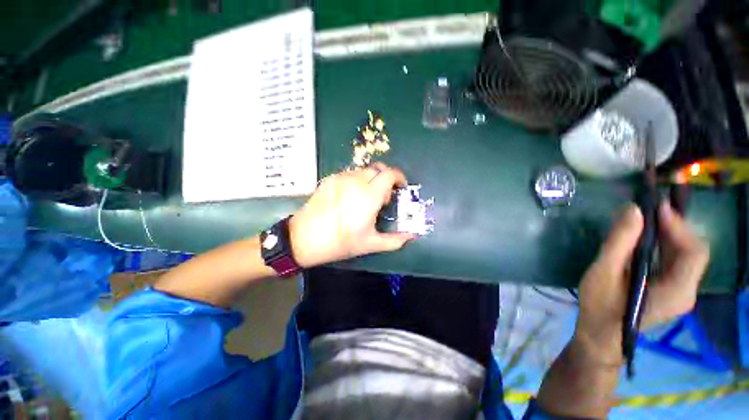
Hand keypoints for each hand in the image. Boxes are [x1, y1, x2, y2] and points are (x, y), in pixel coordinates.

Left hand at [289, 163, 415, 267]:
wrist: (303, 238)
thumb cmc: (340, 242)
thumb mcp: (370, 244)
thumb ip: (394, 240)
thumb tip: (412, 236)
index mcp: (369, 195)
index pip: (390, 174)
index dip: (399, 177)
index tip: (400, 188)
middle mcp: (356, 181)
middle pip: (378, 169)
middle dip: (386, 178)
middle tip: (384, 196)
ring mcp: (341, 178)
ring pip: (363, 170)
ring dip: (371, 179)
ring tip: (366, 197)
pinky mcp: (329, 179)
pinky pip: (349, 174)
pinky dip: (357, 180)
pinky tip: (350, 196)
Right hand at [573, 201, 709, 365]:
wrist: (600, 336)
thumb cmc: (600, 306)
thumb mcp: (603, 273)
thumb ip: (619, 242)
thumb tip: (632, 209)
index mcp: (676, 291)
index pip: (693, 252)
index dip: (679, 226)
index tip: (657, 207)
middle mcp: (687, 291)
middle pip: (693, 252)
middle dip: (674, 228)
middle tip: (649, 211)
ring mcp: (681, 292)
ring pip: (685, 256)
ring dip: (669, 235)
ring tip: (647, 220)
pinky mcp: (671, 291)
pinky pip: (676, 262)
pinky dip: (665, 246)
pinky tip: (647, 239)